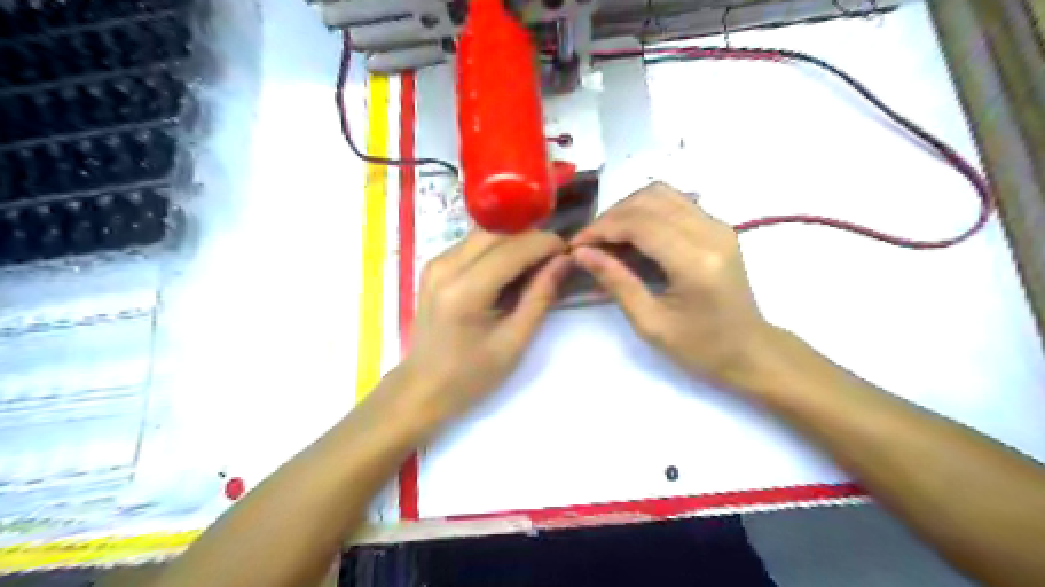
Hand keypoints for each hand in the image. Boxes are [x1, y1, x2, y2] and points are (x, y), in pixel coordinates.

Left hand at [396, 232, 570, 428]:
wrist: (424, 386)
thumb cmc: (472, 374)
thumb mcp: (514, 341)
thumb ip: (540, 297)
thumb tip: (564, 261)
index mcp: (465, 291)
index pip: (512, 250)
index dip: (545, 244)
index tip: (569, 250)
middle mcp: (445, 267)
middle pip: (497, 235)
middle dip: (531, 240)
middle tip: (555, 258)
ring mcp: (435, 264)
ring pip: (484, 235)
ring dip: (514, 243)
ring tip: (536, 263)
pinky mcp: (433, 266)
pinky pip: (472, 245)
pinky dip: (496, 250)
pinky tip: (510, 269)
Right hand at [571, 184, 774, 388]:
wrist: (750, 351)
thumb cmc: (701, 348)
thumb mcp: (650, 323)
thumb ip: (616, 282)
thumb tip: (581, 253)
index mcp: (696, 262)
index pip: (639, 223)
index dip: (601, 229)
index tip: (575, 246)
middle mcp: (711, 232)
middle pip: (649, 199)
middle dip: (611, 217)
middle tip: (588, 243)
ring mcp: (718, 225)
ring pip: (661, 193)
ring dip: (627, 210)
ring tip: (606, 238)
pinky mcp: (718, 226)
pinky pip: (675, 203)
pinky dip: (645, 212)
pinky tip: (631, 235)